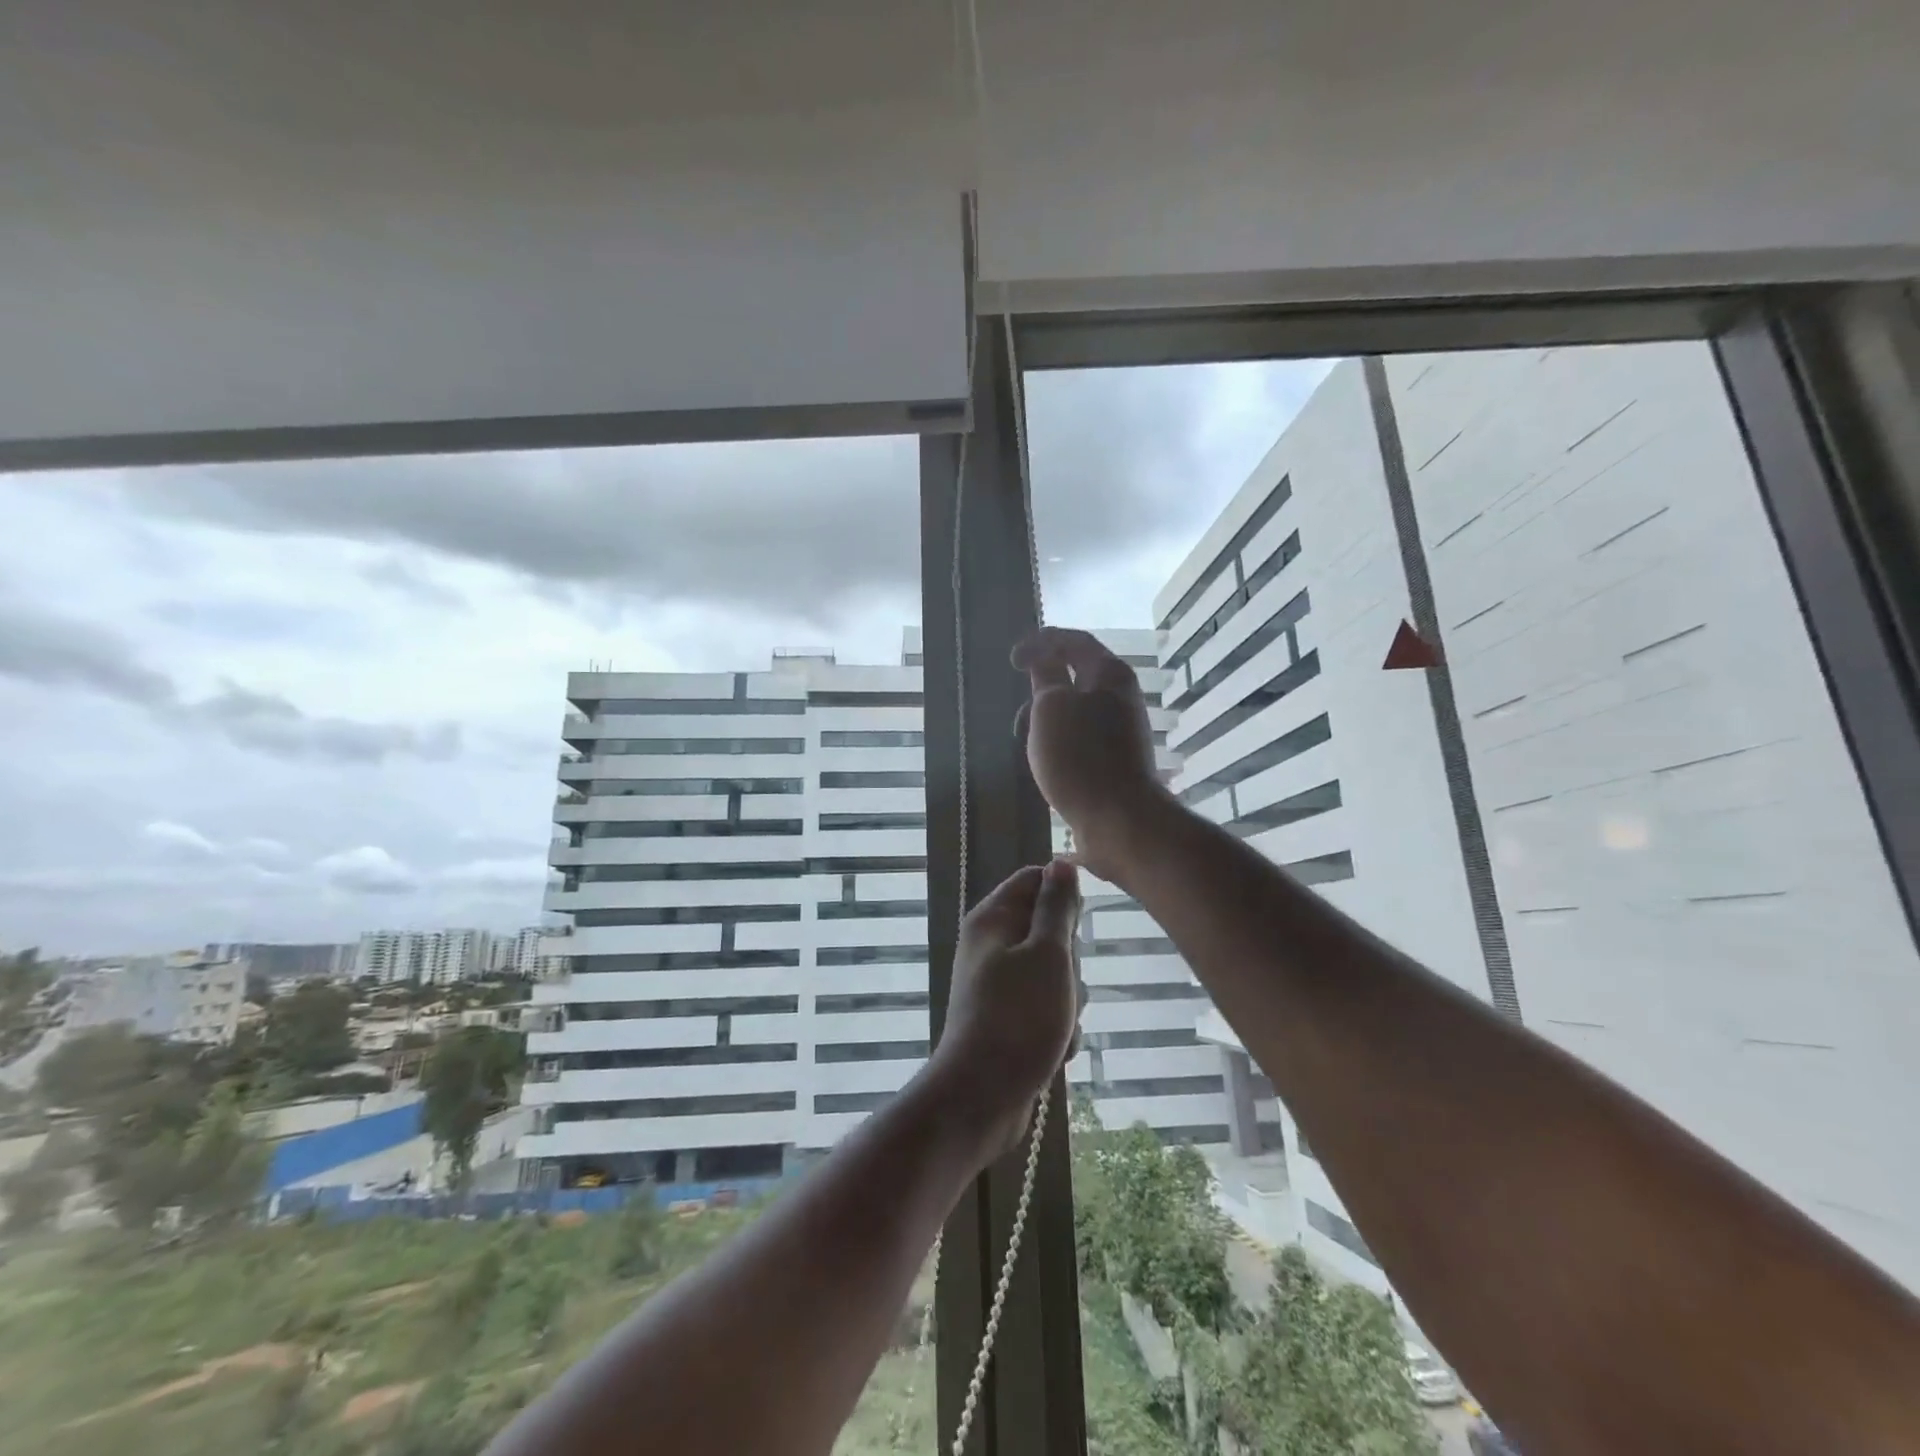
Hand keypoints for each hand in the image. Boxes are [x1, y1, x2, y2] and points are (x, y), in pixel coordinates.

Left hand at [931, 860, 1082, 1156]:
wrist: (983, 1097)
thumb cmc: (1019, 1018)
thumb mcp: (1048, 955)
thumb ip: (1057, 907)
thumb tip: (1062, 863)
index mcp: (992, 919)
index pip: (1034, 880)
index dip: (1063, 897)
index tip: (1078, 926)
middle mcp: (992, 945)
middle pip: (1050, 930)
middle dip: (1070, 960)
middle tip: (1063, 983)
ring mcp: (1000, 984)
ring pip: (1055, 973)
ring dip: (1069, 999)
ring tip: (1059, 1023)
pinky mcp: (1010, 1019)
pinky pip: (1048, 1008)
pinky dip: (1058, 1026)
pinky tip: (1056, 1048)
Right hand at [1011, 627, 1167, 881]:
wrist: (1118, 820)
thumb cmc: (1080, 756)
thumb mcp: (1051, 706)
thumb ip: (1045, 677)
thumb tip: (1044, 659)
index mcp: (1110, 674)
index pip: (1074, 641)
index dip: (1041, 642)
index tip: (1012, 661)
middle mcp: (1119, 697)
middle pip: (1074, 676)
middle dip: (1040, 688)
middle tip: (1020, 712)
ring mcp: (1119, 730)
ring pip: (1073, 711)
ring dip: (1045, 720)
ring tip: (1027, 744)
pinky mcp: (1113, 760)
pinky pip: (1078, 739)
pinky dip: (1056, 742)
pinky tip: (1043, 764)